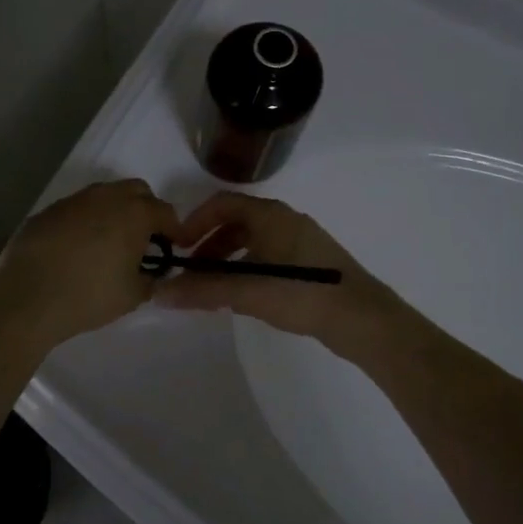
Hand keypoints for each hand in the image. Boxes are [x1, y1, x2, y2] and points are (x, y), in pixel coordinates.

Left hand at [0, 179, 178, 345]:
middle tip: (143, 239)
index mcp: (134, 213)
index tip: (173, 247)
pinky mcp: (47, 211)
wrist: (27, 297)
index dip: (173, 229)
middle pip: (136, 191)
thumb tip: (153, 273)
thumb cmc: (89, 295)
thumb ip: (151, 279)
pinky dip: (85, 222)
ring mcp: (73, 201)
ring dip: (113, 213)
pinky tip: (77, 249)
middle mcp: (106, 197)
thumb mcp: (133, 295)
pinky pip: (77, 210)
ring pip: (104, 196)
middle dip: (145, 210)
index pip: (165, 212)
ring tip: (109, 244)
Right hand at [158, 191, 398, 353]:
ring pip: (252, 242)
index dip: (195, 221)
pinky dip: (246, 269)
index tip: (178, 248)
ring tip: (212, 288)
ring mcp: (300, 243)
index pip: (222, 204)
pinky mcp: (310, 266)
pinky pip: (268, 257)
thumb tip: (159, 293)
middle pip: (236, 222)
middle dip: (208, 245)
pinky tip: (242, 297)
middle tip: (191, 271)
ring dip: (227, 260)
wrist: (362, 319)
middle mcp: (285, 221)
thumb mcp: (246, 291)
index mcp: (270, 215)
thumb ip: (202, 291)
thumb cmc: (302, 294)